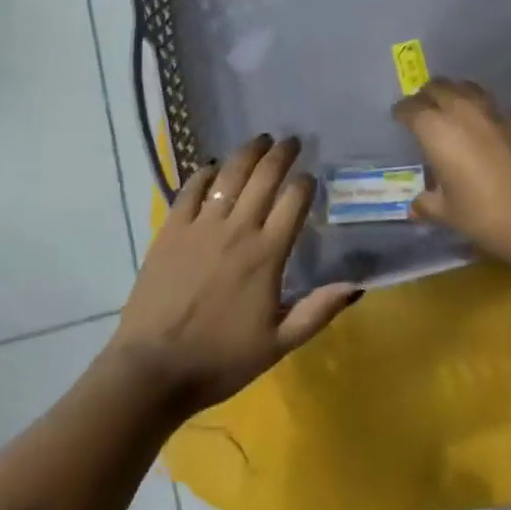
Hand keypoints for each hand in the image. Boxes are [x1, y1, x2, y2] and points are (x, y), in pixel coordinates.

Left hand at [109, 134, 360, 419]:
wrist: (153, 368)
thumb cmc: (220, 359)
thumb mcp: (279, 344)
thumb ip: (318, 311)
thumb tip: (357, 285)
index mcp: (267, 255)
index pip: (294, 202)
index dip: (305, 184)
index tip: (310, 176)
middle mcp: (237, 229)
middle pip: (264, 178)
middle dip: (281, 154)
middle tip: (291, 141)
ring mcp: (200, 225)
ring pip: (229, 175)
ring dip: (247, 153)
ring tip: (259, 140)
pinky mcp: (171, 229)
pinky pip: (191, 189)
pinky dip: (204, 173)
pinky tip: (212, 167)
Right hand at [392, 78, 510, 264]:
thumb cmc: (484, 215)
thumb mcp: (447, 213)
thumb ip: (428, 204)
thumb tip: (416, 206)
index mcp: (436, 129)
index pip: (411, 108)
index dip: (402, 111)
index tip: (400, 117)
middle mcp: (463, 111)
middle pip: (439, 87)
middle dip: (428, 95)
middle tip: (425, 109)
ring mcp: (497, 112)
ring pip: (470, 89)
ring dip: (458, 95)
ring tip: (456, 109)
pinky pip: (499, 109)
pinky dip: (488, 115)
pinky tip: (492, 132)